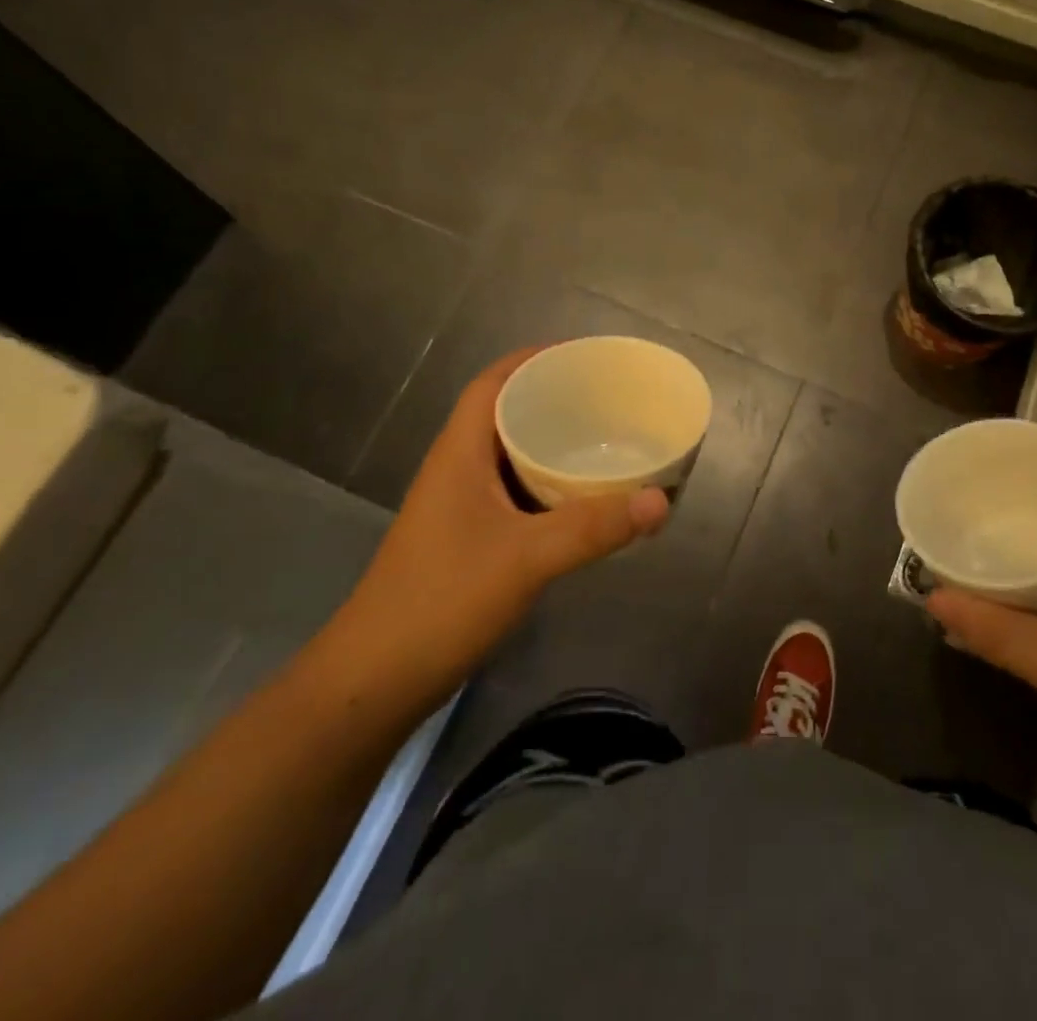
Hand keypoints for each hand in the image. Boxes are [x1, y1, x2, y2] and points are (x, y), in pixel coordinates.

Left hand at [317, 347, 669, 715]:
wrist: (376, 680)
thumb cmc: (442, 600)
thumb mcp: (526, 558)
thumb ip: (594, 528)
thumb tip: (661, 500)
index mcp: (460, 453)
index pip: (493, 384)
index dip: (533, 360)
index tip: (583, 356)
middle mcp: (458, 469)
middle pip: (506, 414)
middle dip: (553, 399)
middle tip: (608, 398)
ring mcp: (460, 506)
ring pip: (512, 456)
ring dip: (552, 443)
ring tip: (605, 439)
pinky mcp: (468, 538)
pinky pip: (516, 493)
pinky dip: (548, 485)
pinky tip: (583, 499)